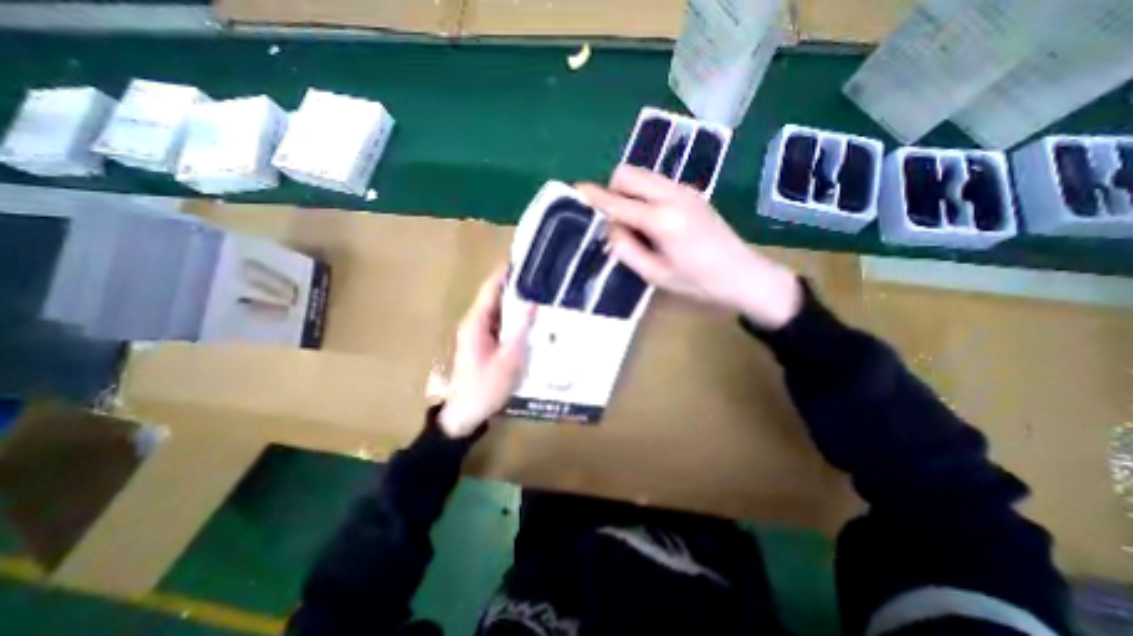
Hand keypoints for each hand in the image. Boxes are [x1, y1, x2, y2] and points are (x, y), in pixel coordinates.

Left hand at [437, 266, 535, 437]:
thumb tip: (532, 302)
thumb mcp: (508, 359)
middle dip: (517, 286)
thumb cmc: (485, 387)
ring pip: (500, 310)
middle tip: (543, 277)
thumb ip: (520, 329)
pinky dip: (516, 318)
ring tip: (542, 294)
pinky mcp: (485, 343)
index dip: (506, 272)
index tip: (526, 259)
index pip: (491, 288)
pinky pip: (502, 324)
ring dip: (518, 302)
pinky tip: (533, 320)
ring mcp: (479, 333)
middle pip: (496, 296)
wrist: (465, 414)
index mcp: (476, 322)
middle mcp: (475, 322)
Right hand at [577, 166, 804, 329]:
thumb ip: (626, 249)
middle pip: (629, 173)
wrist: (744, 275)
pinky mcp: (692, 192)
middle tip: (615, 221)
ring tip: (636, 225)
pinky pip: (657, 184)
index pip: (618, 202)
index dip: (594, 196)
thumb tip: (610, 227)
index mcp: (662, 220)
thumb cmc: (698, 282)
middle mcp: (673, 195)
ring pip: (643, 176)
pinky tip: (653, 222)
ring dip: (629, 193)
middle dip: (613, 190)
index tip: (576, 190)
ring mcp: (685, 190)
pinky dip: (644, 195)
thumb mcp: (655, 275)